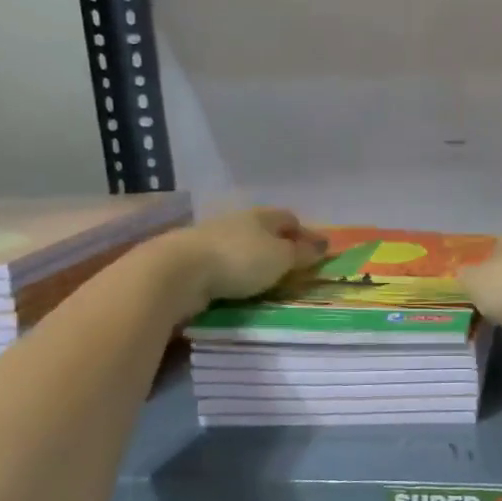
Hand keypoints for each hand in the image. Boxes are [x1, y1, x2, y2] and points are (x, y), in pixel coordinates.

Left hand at [147, 207, 327, 315]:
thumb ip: (302, 252)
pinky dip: (232, 270)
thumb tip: (324, 244)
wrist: (177, 271)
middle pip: (264, 230)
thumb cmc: (239, 260)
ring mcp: (211, 237)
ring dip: (252, 258)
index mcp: (262, 216)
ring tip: (263, 278)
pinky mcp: (192, 258)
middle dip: (278, 244)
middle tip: (290, 266)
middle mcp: (237, 221)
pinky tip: (235, 284)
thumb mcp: (280, 258)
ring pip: (241, 245)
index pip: (289, 218)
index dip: (303, 233)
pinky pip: (222, 261)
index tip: (314, 251)